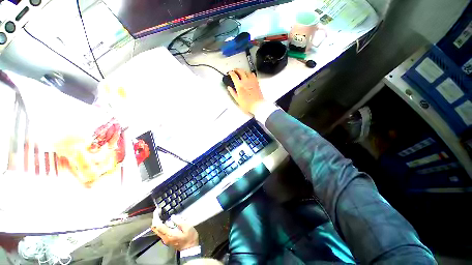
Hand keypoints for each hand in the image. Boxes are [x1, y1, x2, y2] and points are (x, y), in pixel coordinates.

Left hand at [152, 215, 198, 250]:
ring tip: (161, 214)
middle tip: (158, 211)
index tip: (157, 210)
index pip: (158, 226)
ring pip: (157, 230)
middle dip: (155, 219)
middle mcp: (164, 237)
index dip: (156, 217)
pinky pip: (160, 231)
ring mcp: (165, 239)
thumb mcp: (188, 227)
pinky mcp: (167, 239)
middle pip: (155, 228)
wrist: (190, 249)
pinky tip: (165, 220)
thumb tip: (173, 216)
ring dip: (157, 222)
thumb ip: (180, 221)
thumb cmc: (190, 237)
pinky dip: (160, 225)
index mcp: (169, 234)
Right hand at [227, 69, 264, 113]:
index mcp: (240, 86)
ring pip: (247, 71)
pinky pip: (253, 75)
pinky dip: (250, 73)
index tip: (229, 72)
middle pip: (240, 71)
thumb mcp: (237, 100)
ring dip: (243, 70)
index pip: (234, 75)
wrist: (257, 105)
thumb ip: (233, 93)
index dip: (230, 73)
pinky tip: (249, 75)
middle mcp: (246, 82)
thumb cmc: (248, 104)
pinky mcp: (256, 83)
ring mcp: (252, 81)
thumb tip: (229, 88)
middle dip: (236, 69)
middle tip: (234, 71)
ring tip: (241, 72)